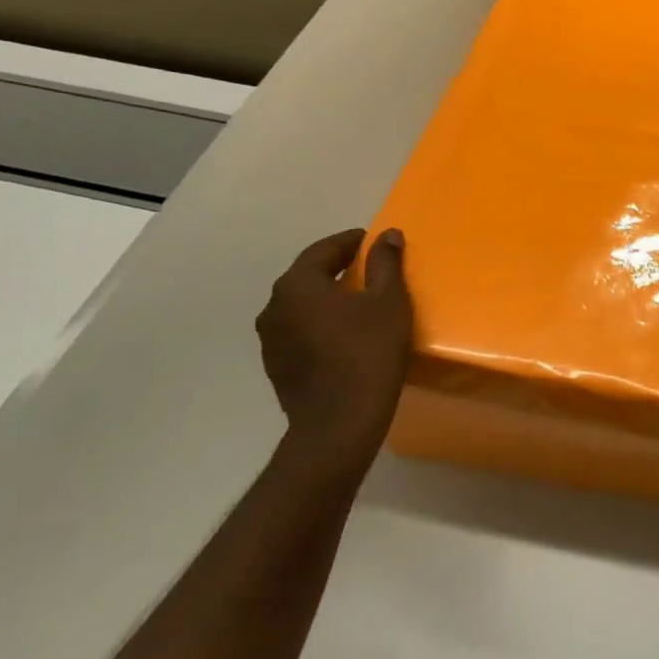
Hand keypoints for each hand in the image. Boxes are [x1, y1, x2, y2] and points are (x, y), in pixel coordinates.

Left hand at [256, 228, 413, 480]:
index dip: (350, 242)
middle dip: (337, 267)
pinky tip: (344, 333)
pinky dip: (320, 322)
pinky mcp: (277, 365)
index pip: (323, 250)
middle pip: (308, 275)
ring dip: (327, 296)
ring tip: (358, 300)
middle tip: (368, 266)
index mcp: (297, 285)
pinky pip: (300, 330)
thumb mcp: (388, 302)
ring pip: (302, 305)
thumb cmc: (369, 353)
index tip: (371, 241)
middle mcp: (274, 306)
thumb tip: (387, 235)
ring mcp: (271, 339)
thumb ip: (385, 263)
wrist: (339, 423)